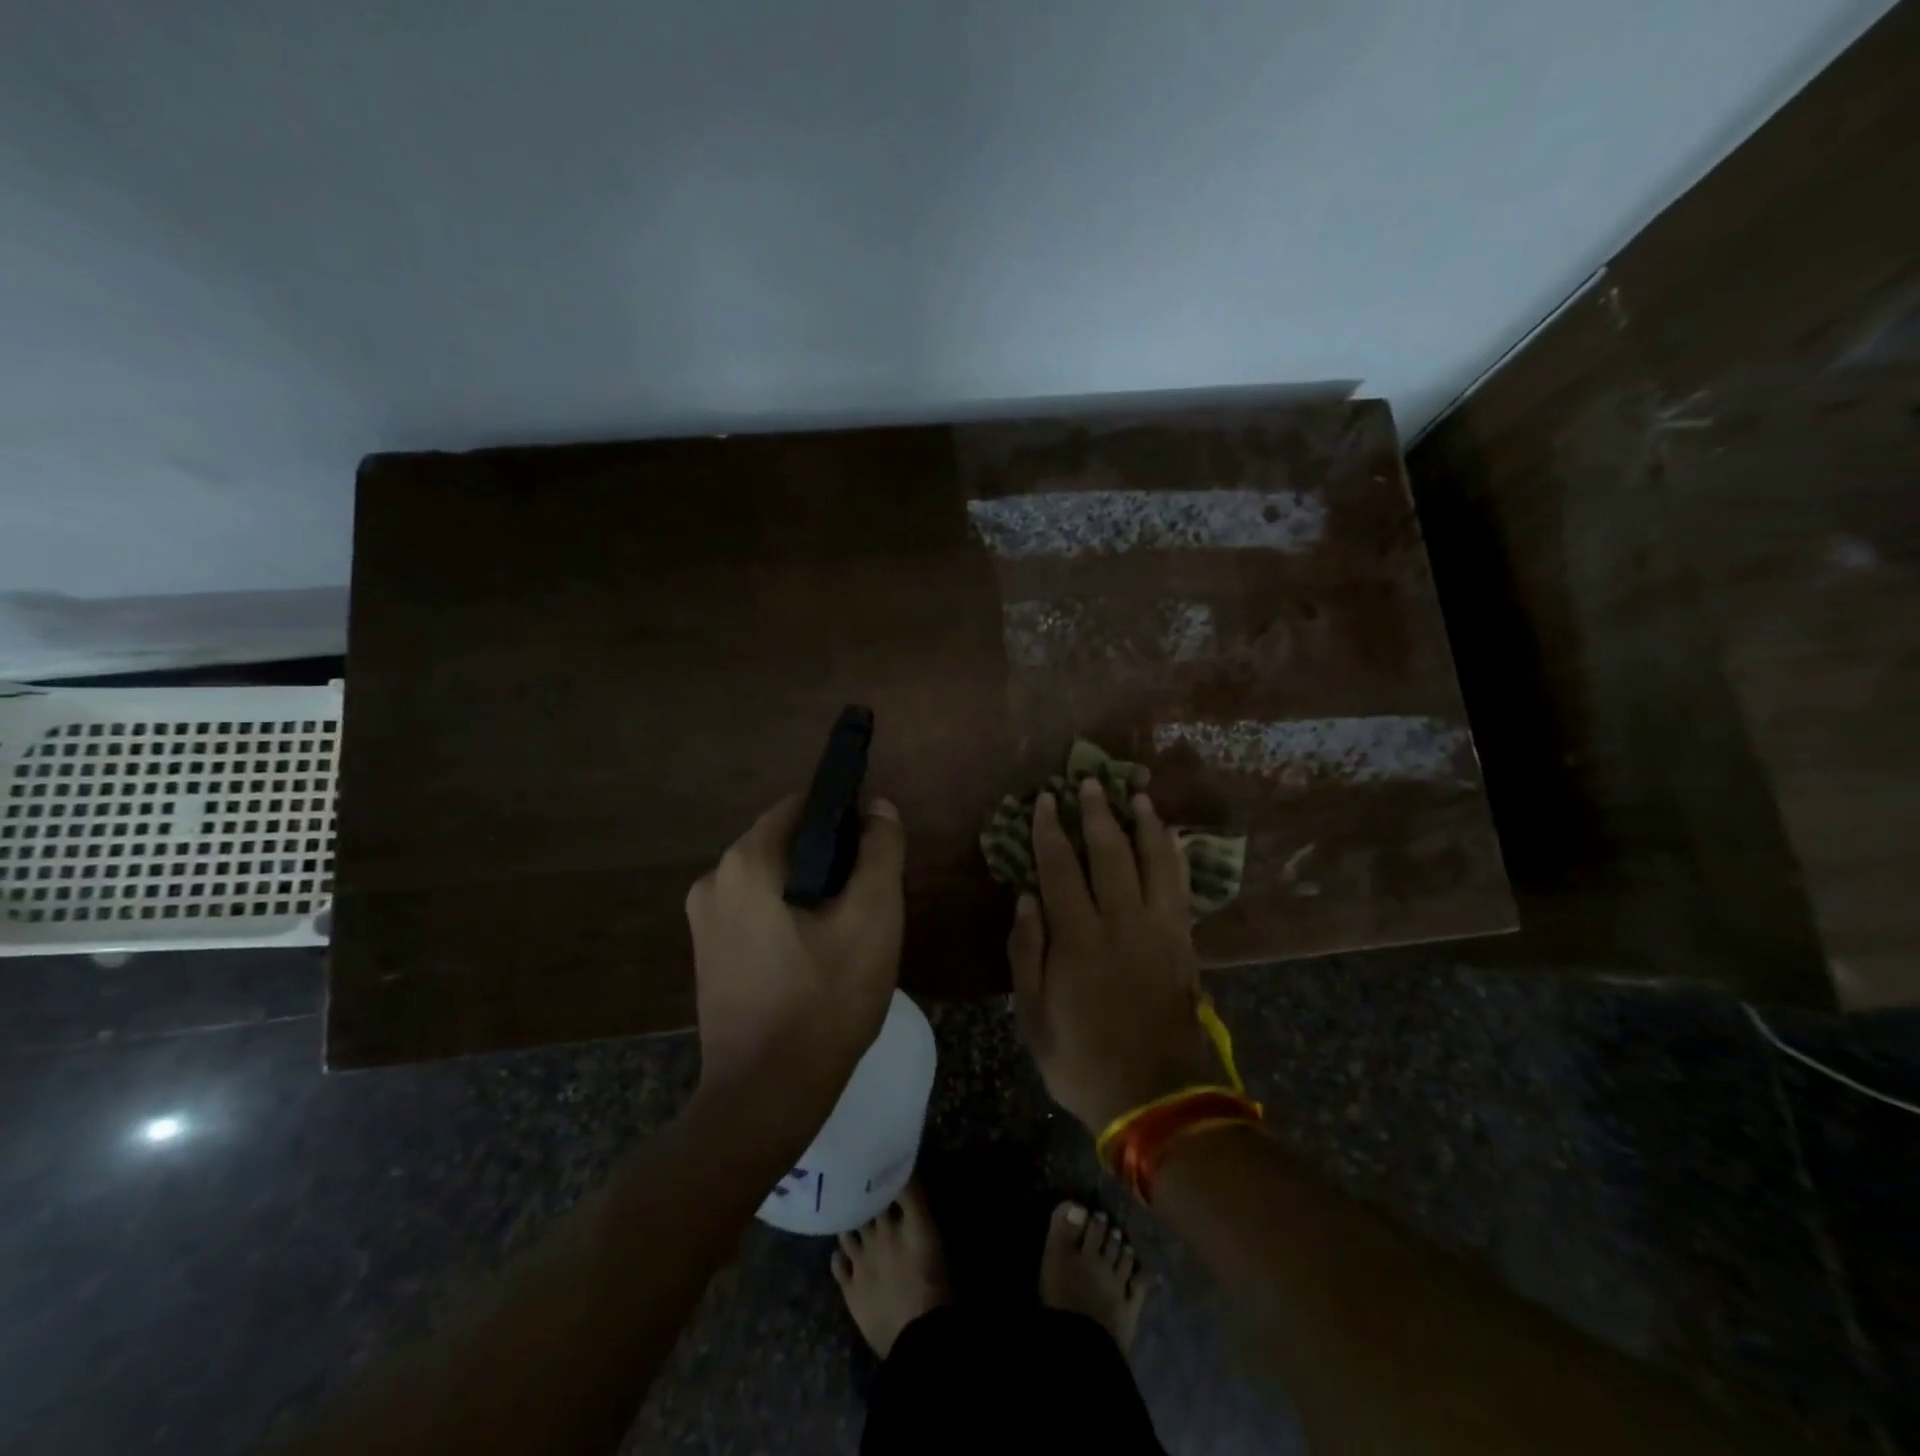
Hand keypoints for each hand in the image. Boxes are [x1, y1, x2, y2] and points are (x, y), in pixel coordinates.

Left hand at [684, 795, 906, 1102]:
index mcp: (745, 861)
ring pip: (774, 880)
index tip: (877, 850)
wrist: (765, 1097)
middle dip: (832, 860)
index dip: (846, 816)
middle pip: (787, 843)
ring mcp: (703, 921)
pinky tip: (819, 956)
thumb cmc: (825, 1000)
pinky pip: (757, 913)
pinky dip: (790, 917)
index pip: (803, 806)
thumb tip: (878, 807)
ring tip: (849, 931)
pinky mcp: (708, 955)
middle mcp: (713, 880)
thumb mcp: (873, 917)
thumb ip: (880, 851)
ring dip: (813, 891)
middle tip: (870, 899)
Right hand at [1010, 780, 1219, 1131]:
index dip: (1050, 830)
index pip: (1059, 867)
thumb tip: (1025, 898)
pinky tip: (1171, 840)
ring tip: (1137, 796)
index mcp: (1077, 937)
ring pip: (1153, 861)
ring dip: (1143, 824)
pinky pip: (1180, 887)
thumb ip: (1026, 952)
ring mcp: (1158, 929)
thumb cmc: (1082, 1059)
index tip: (1046, 800)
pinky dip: (1174, 857)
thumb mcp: (1033, 1016)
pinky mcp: (1183, 942)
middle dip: (1097, 813)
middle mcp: (1119, 921)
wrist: (1156, 1097)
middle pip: (1108, 852)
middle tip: (1090, 782)